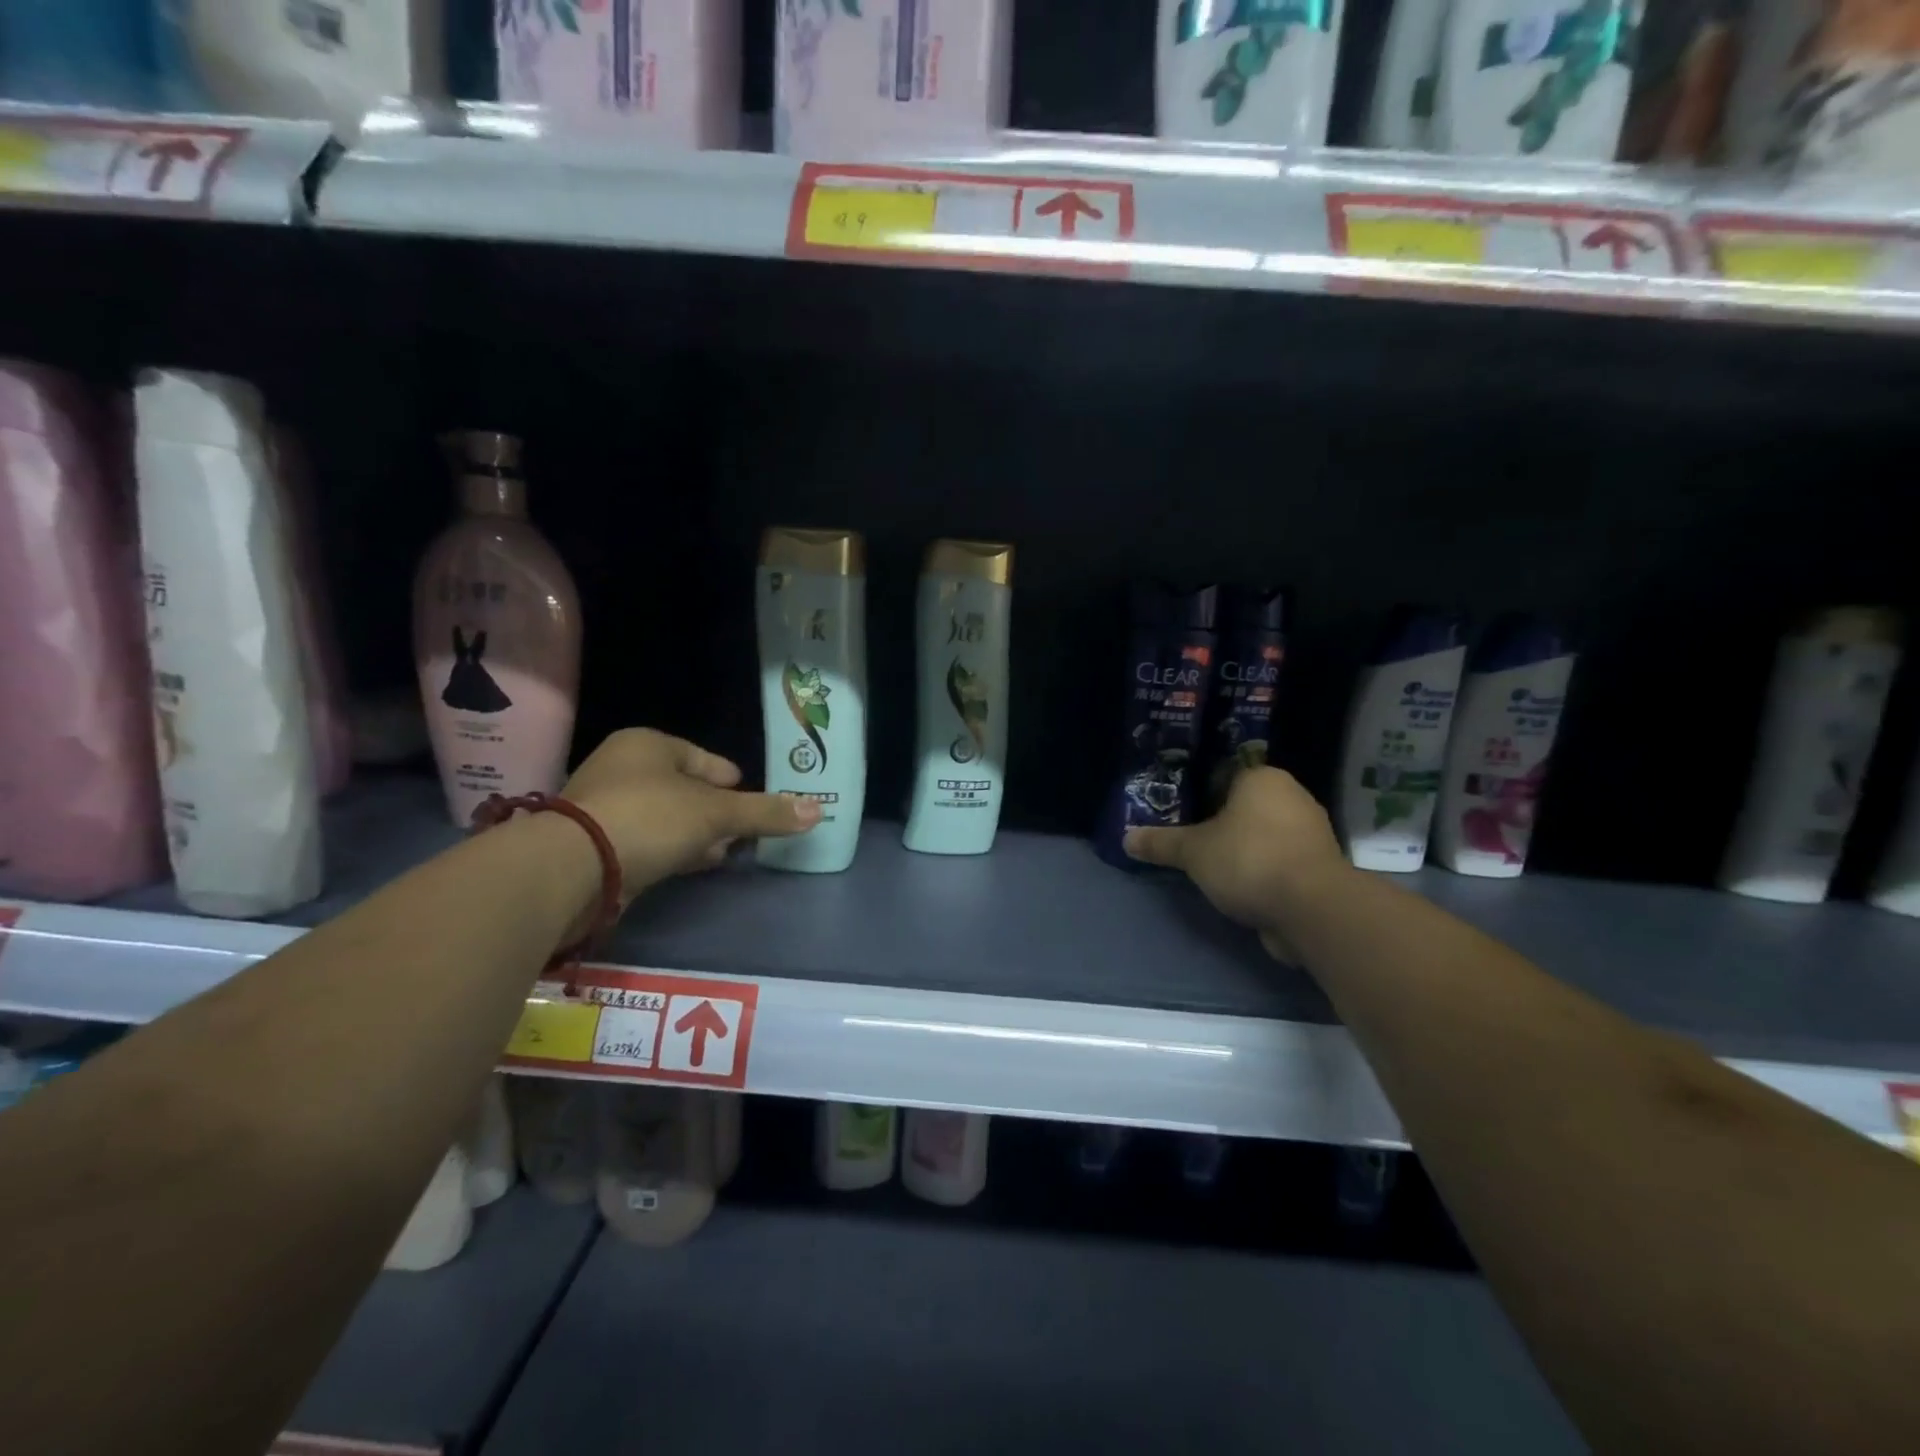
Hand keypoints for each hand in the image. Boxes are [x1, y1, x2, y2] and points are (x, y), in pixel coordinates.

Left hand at [560, 729, 818, 896]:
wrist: (572, 869)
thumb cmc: (649, 819)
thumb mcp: (716, 814)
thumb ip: (765, 812)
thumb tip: (819, 810)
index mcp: (649, 743)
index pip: (710, 761)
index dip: (735, 785)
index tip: (753, 810)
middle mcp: (623, 766)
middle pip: (688, 789)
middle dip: (716, 813)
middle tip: (741, 835)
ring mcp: (605, 805)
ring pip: (668, 816)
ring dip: (695, 834)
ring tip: (722, 853)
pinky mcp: (596, 842)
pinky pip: (647, 840)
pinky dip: (671, 850)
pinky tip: (690, 866)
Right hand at [1124, 766, 1349, 960]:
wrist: (1313, 909)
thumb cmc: (1249, 860)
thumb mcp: (1193, 851)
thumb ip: (1161, 843)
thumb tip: (1125, 838)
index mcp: (1263, 779)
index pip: (1226, 775)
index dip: (1200, 792)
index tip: (1180, 813)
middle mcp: (1293, 797)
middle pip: (1246, 806)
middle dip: (1220, 823)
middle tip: (1189, 840)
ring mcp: (1311, 834)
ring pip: (1264, 834)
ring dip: (1242, 849)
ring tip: (1210, 866)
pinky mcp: (1319, 867)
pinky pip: (1280, 861)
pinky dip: (1262, 871)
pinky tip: (1239, 887)